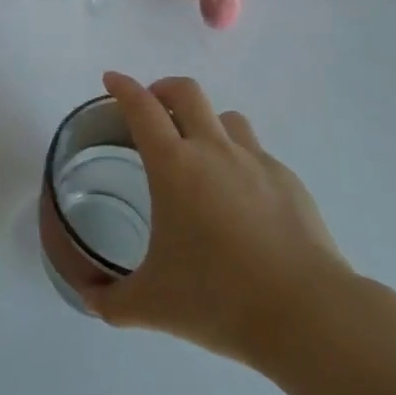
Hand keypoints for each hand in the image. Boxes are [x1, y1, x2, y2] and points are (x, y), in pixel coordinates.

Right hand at [86, 72, 353, 369]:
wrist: (308, 315)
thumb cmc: (220, 300)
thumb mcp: (152, 305)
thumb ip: (111, 301)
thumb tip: (87, 299)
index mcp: (174, 166)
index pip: (141, 107)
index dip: (123, 87)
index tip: (111, 79)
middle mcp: (213, 150)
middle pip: (186, 92)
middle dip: (163, 90)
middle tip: (153, 109)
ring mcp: (256, 162)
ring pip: (226, 117)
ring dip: (206, 122)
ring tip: (200, 154)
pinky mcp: (288, 181)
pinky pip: (257, 154)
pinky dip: (240, 161)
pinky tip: (242, 201)